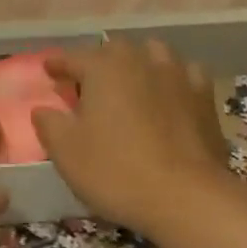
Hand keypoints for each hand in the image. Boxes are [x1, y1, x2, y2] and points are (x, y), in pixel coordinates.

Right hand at [32, 39, 230, 239]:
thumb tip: (42, 109)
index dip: (58, 64)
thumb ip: (49, 124)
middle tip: (88, 84)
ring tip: (131, 81)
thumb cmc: (117, 171)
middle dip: (98, 62)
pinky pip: (185, 73)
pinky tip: (170, 93)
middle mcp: (140, 60)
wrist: (187, 197)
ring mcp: (176, 75)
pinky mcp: (204, 97)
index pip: (73, 57)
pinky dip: (173, 78)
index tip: (48, 70)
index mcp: (103, 68)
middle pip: (114, 50)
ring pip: (153, 53)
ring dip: (138, 62)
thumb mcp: (67, 153)